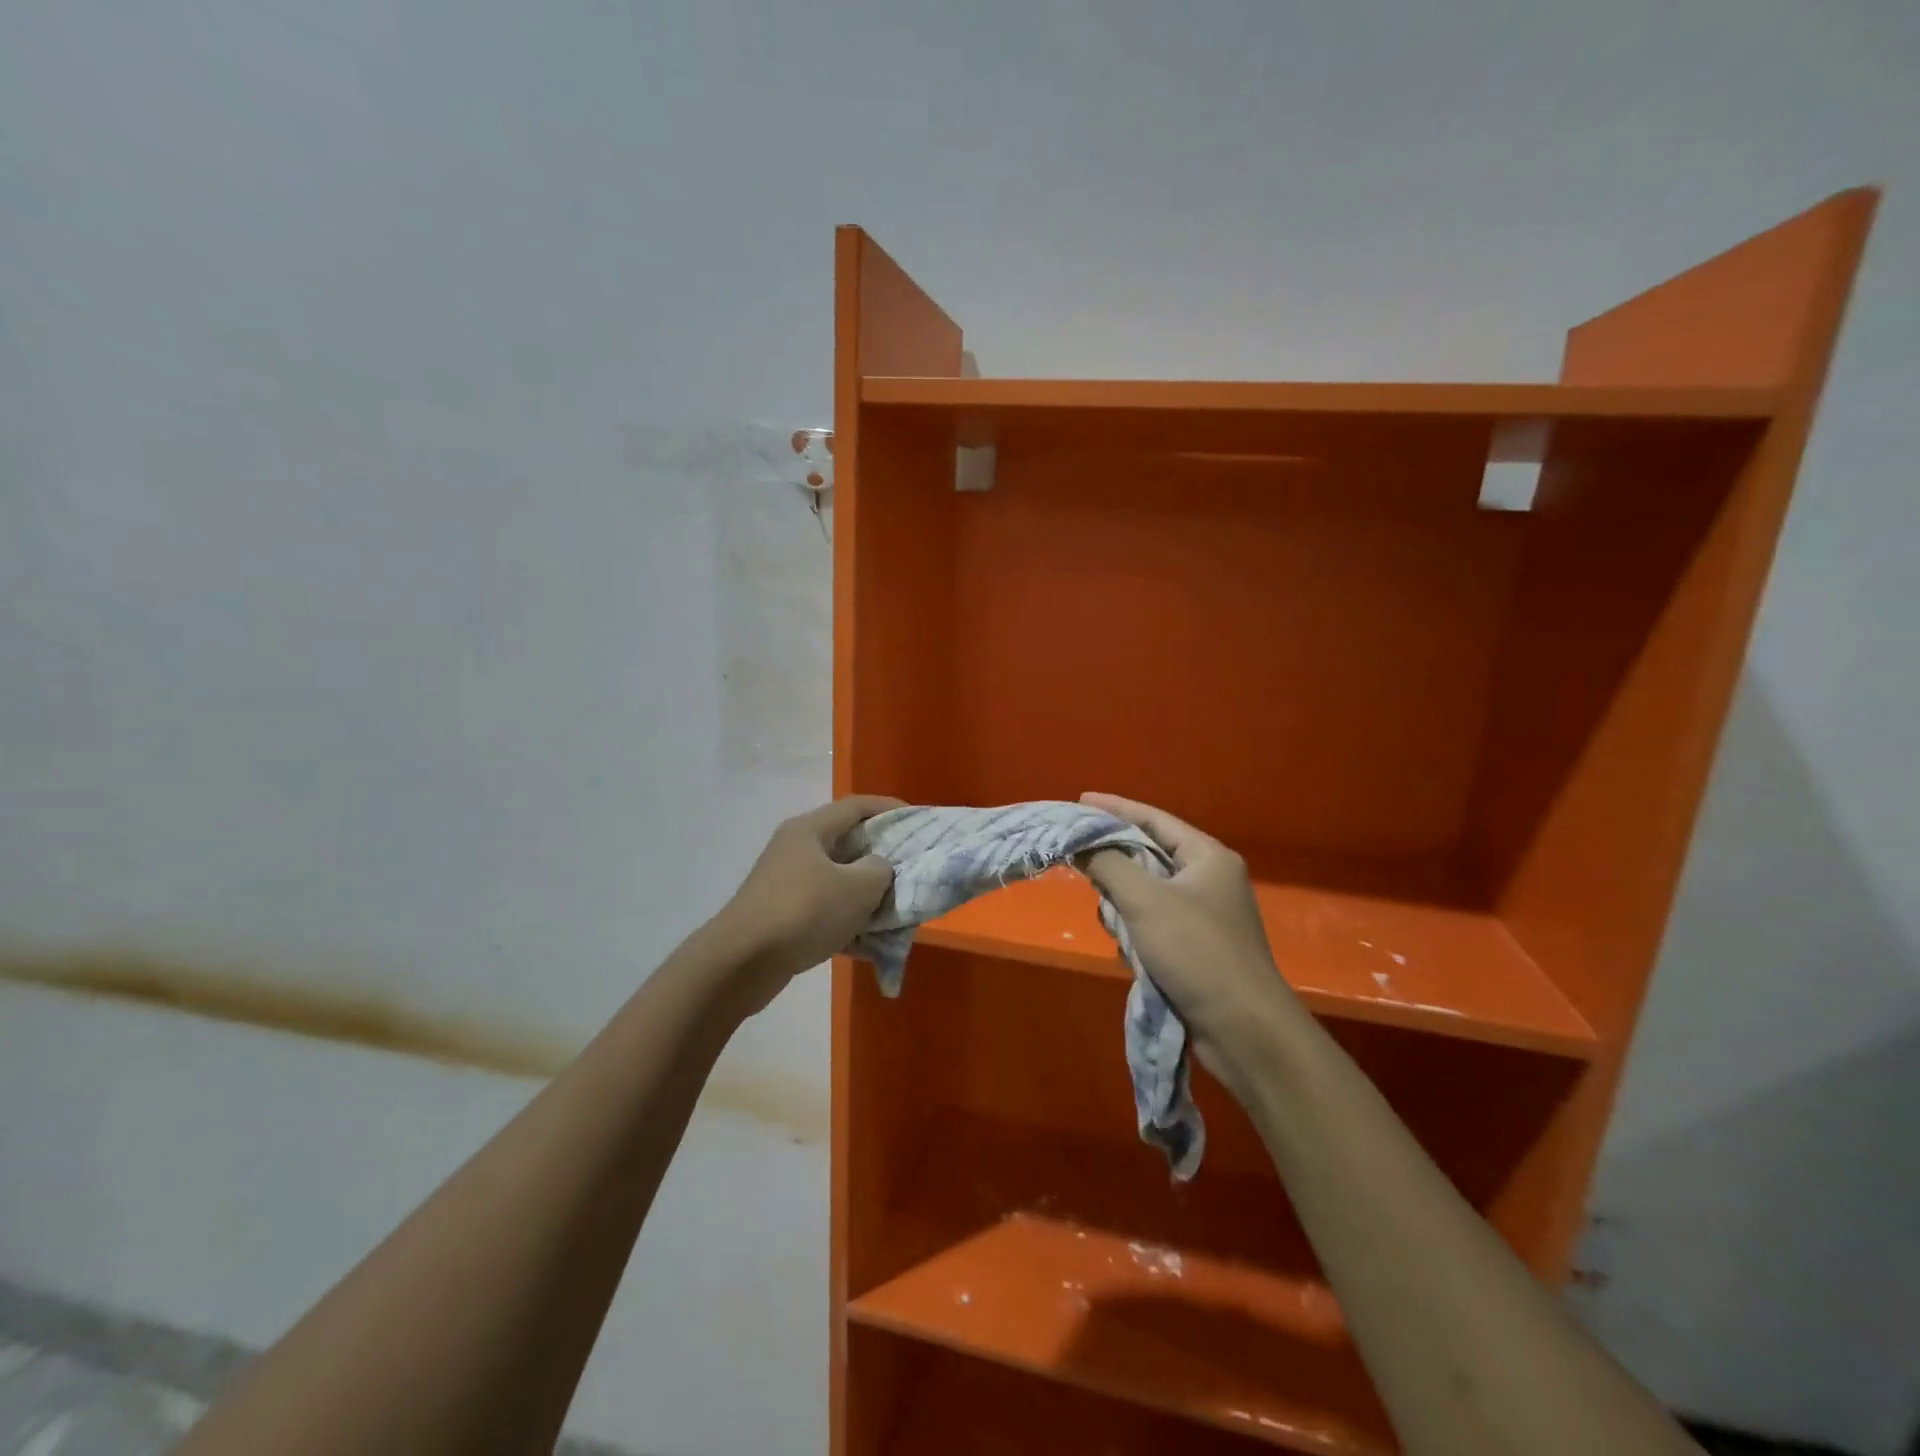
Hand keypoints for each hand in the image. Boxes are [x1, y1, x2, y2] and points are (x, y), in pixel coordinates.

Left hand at [709, 795, 901, 1010]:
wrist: (741, 963)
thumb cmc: (804, 911)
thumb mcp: (858, 887)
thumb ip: (881, 870)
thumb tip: (878, 868)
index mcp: (811, 829)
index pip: (857, 806)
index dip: (891, 809)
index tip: (920, 822)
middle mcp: (796, 849)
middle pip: (849, 844)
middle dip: (883, 858)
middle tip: (911, 870)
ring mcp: (786, 883)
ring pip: (839, 882)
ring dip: (867, 896)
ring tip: (896, 912)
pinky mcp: (782, 916)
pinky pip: (825, 912)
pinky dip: (848, 923)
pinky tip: (870, 946)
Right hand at [1079, 792, 1301, 1092]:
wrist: (1244, 1030)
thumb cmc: (1197, 951)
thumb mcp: (1145, 901)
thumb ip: (1107, 864)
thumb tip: (1079, 842)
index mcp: (1207, 857)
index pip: (1153, 819)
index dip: (1114, 808)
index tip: (1078, 801)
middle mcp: (1209, 880)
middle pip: (1148, 855)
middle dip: (1115, 863)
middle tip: (1080, 862)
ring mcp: (1204, 917)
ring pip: (1147, 894)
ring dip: (1124, 906)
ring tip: (1111, 921)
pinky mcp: (1196, 950)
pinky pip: (1153, 926)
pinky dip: (1136, 934)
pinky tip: (1129, 953)